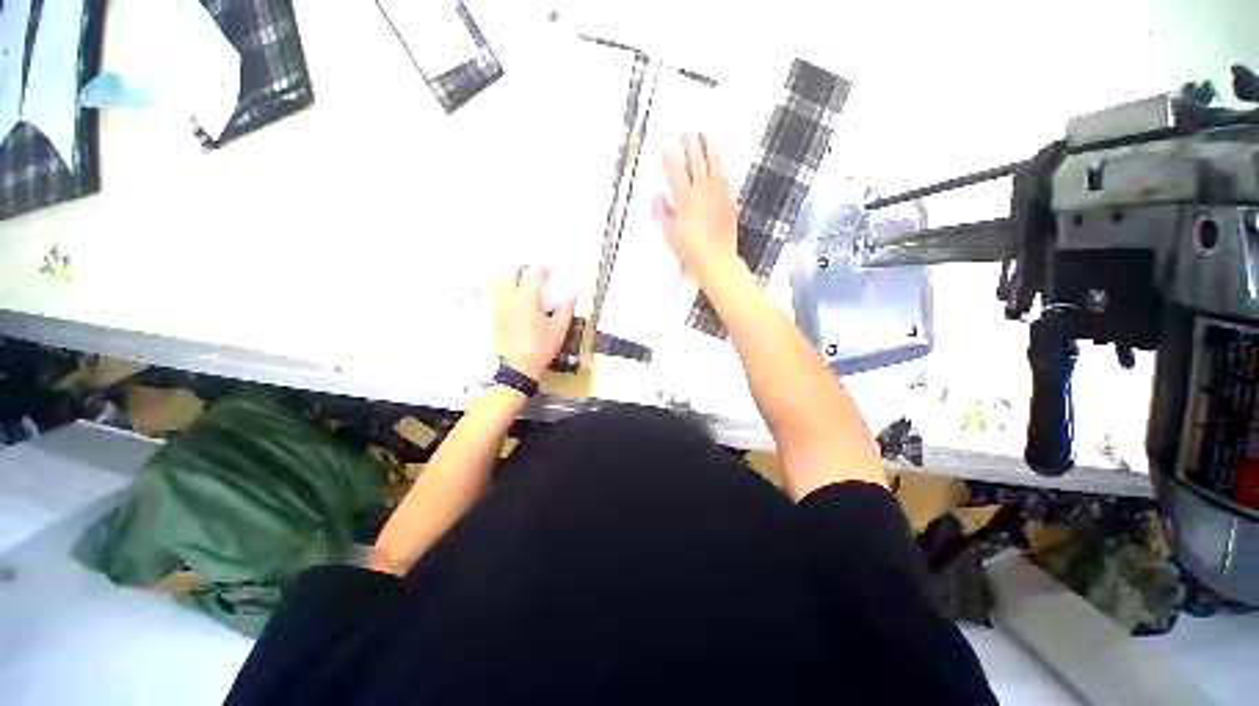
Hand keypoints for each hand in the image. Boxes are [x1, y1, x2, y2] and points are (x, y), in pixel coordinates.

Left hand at [493, 265, 574, 380]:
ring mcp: (499, 306)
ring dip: (508, 274)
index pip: (532, 275)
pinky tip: (511, 294)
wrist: (518, 366)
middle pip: (510, 272)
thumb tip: (573, 295)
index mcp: (528, 299)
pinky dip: (502, 287)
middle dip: (520, 266)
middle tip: (530, 268)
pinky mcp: (494, 316)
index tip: (547, 271)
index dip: (540, 270)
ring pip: (498, 281)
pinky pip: (494, 293)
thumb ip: (566, 309)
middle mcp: (510, 298)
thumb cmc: (541, 347)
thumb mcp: (559, 329)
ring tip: (518, 278)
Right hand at [652, 133, 741, 290]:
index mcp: (685, 199)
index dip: (669, 158)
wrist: (717, 262)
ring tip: (706, 137)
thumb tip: (656, 195)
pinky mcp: (729, 203)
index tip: (665, 149)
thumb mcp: (669, 234)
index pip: (675, 171)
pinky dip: (721, 167)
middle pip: (696, 162)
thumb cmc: (690, 251)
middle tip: (688, 132)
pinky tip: (719, 163)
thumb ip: (661, 212)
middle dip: (690, 145)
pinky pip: (725, 179)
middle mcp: (702, 192)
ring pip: (714, 166)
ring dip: (709, 149)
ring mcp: (718, 196)